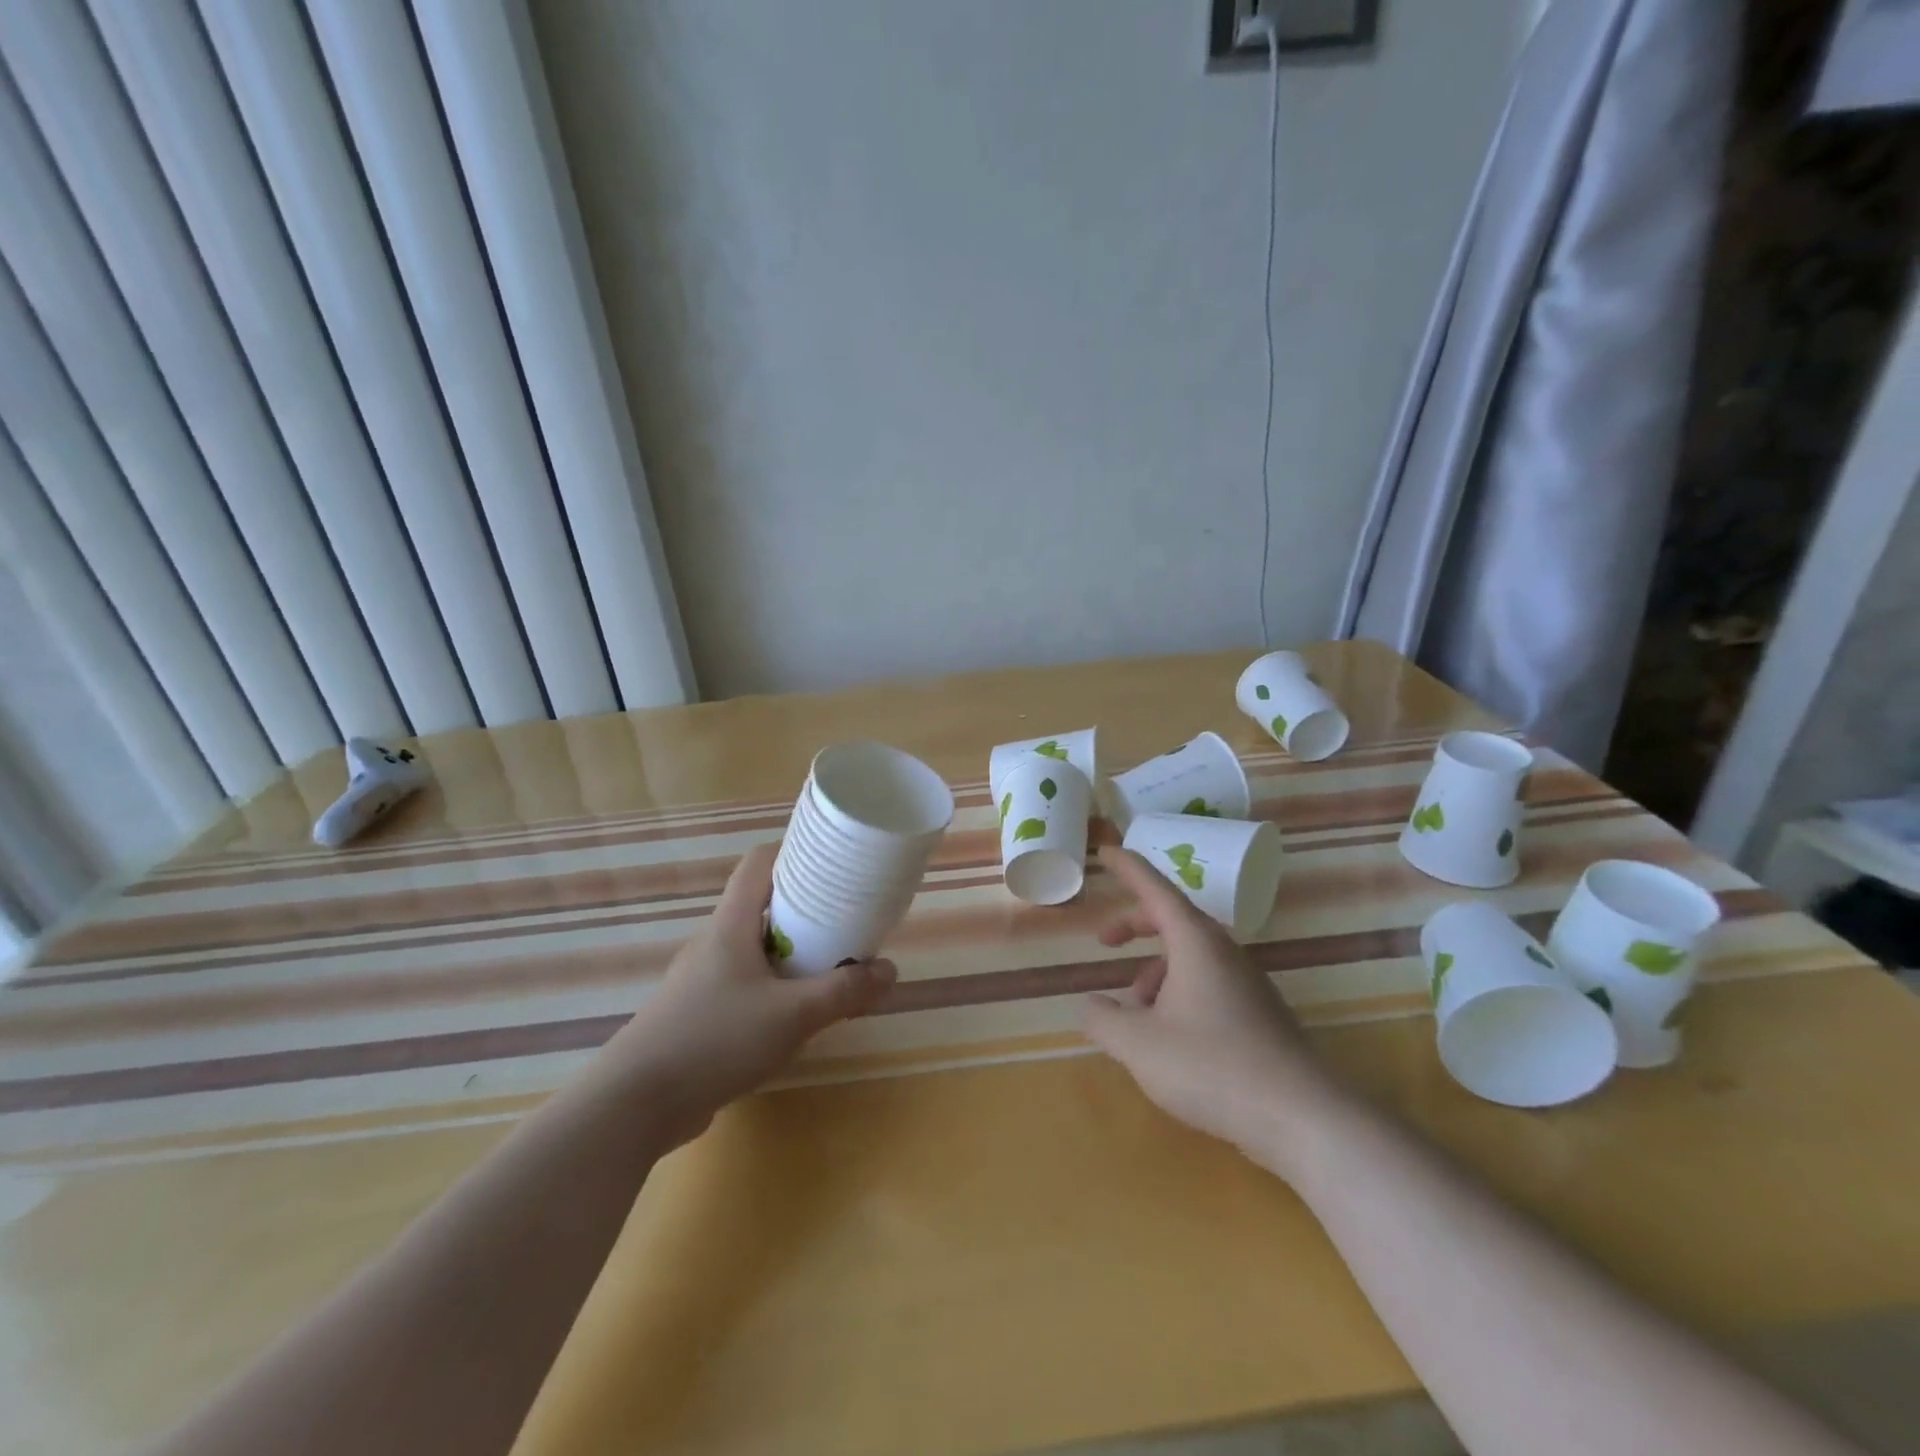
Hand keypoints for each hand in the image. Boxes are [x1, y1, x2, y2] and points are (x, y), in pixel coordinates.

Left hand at [602, 843, 895, 1146]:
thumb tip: (890, 971)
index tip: (832, 861)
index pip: (759, 863)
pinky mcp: (697, 1013)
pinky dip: (773, 985)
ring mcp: (701, 979)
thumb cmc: (715, 1039)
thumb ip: (844, 992)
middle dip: (805, 908)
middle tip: (845, 919)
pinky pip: (744, 983)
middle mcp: (714, 942)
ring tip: (829, 966)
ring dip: (791, 951)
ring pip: (754, 947)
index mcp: (731, 925)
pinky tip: (793, 1015)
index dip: (794, 852)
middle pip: (762, 905)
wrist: (635, 1104)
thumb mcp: (792, 1015)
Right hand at [1082, 846, 1344, 1177]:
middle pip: (1173, 920)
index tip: (1106, 851)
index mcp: (1195, 942)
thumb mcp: (1139, 1045)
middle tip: (1105, 941)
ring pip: (1191, 957)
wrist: (1301, 1117)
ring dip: (1155, 970)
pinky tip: (1168, 1036)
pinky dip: (1178, 992)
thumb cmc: (1211, 1067)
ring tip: (1133, 1012)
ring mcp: (1246, 982)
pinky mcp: (1259, 1013)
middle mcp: (1223, 952)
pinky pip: (1208, 983)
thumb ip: (1103, 1019)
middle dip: (1135, 925)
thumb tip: (1090, 1004)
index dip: (1128, 868)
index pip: (1155, 889)